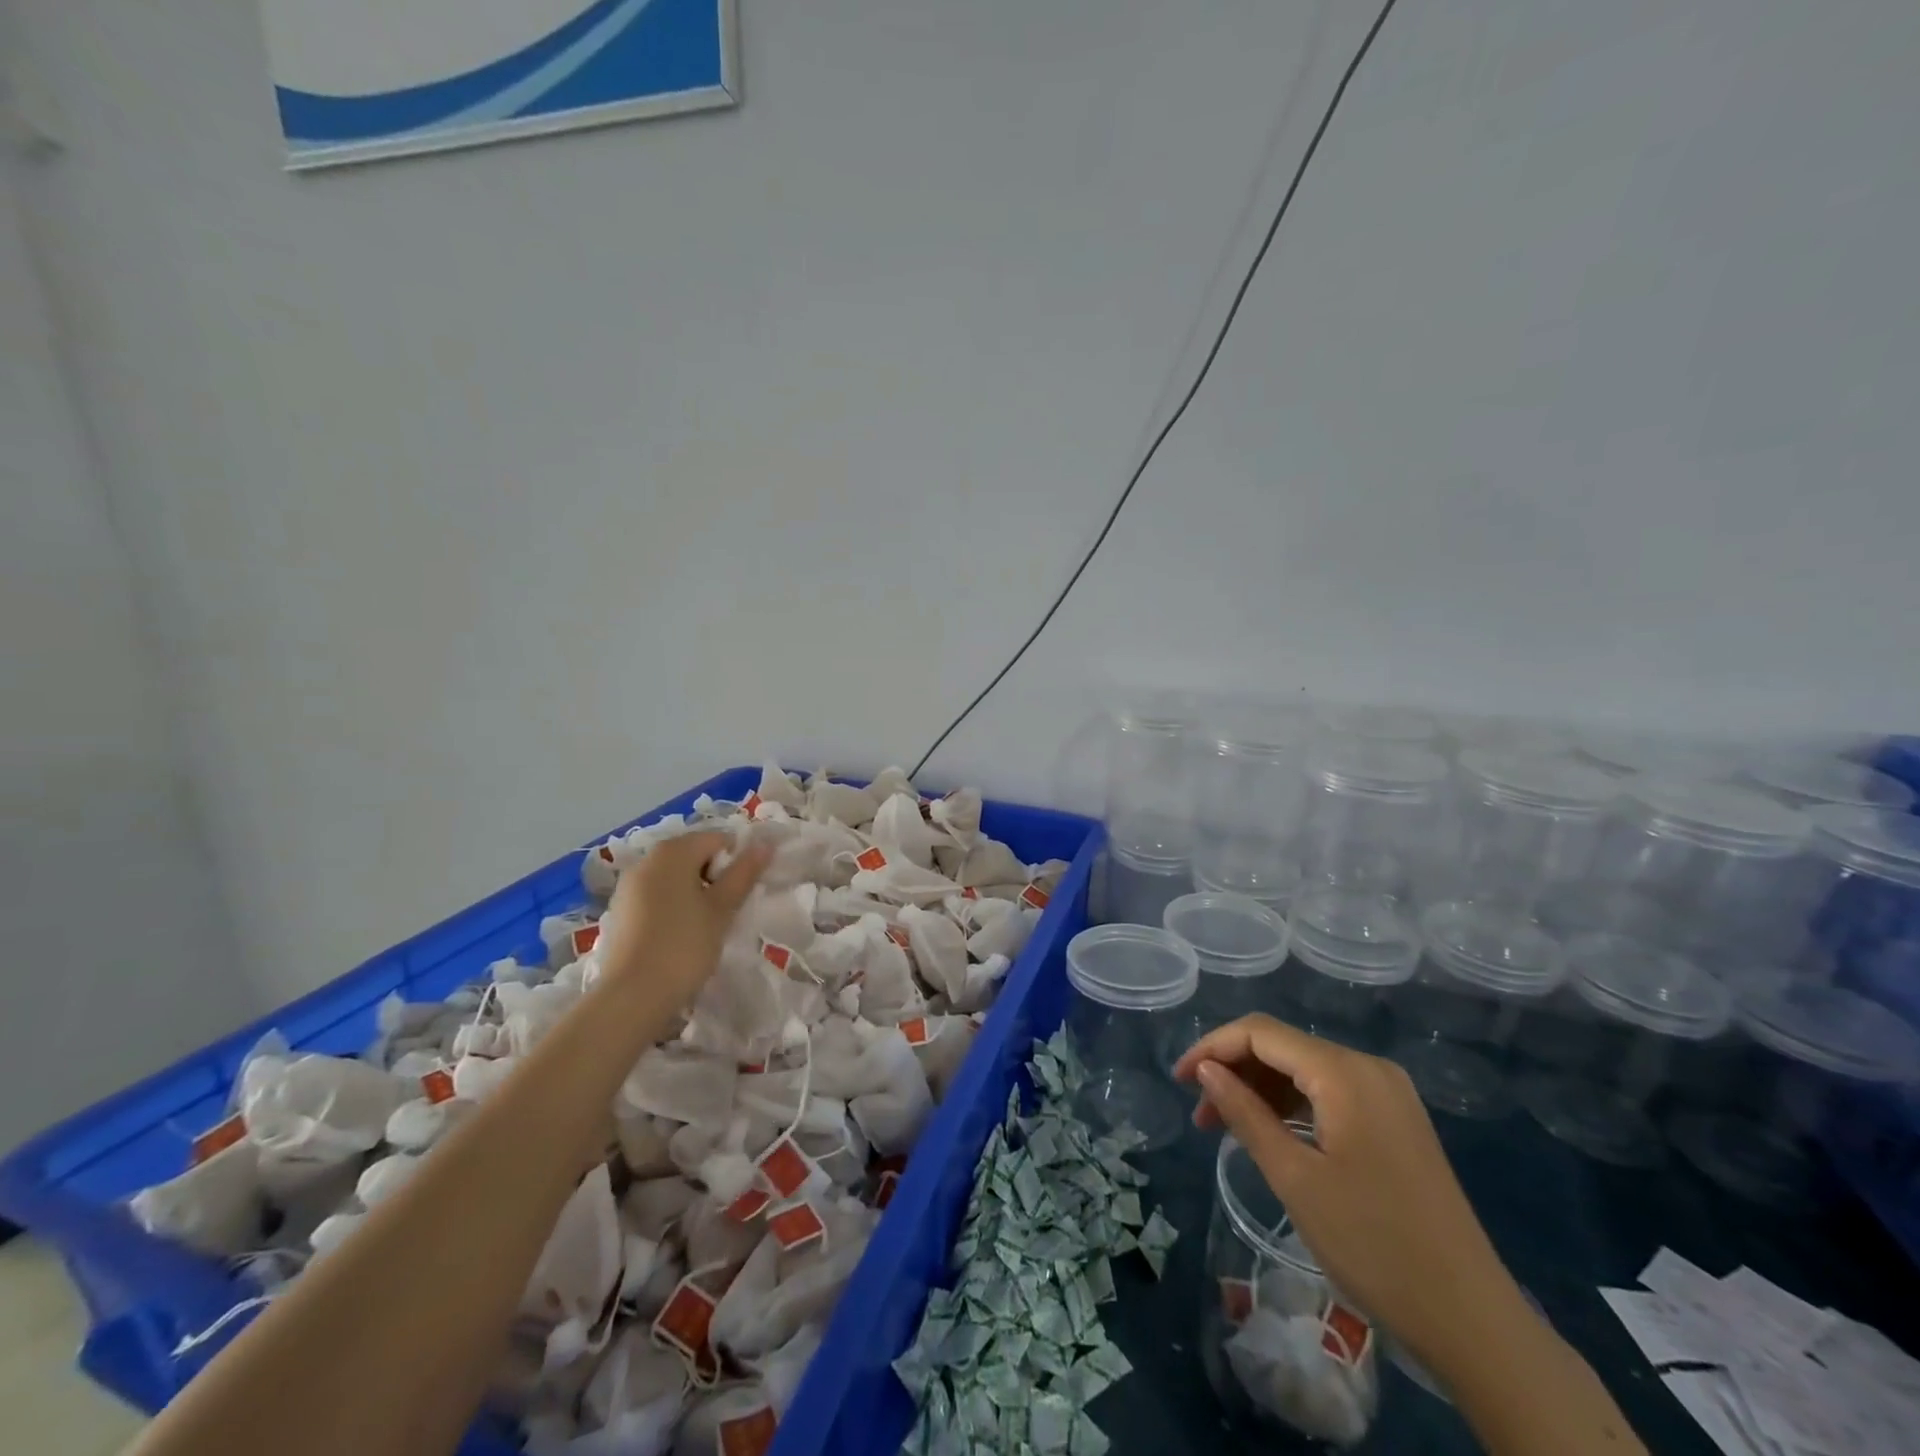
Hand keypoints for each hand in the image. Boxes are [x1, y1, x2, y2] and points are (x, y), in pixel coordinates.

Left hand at [594, 831, 769, 1006]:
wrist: (632, 996)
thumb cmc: (684, 946)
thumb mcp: (722, 909)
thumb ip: (744, 873)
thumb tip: (764, 844)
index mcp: (673, 852)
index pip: (717, 839)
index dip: (737, 861)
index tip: (742, 892)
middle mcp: (646, 860)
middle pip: (693, 854)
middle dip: (714, 876)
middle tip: (726, 909)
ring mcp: (628, 886)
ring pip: (673, 877)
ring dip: (694, 891)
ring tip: (704, 925)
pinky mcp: (619, 911)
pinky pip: (655, 895)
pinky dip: (672, 905)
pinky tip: (678, 935)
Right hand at [1173, 1015, 1531, 1379]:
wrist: (1473, 1320)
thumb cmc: (1373, 1245)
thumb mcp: (1294, 1178)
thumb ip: (1245, 1113)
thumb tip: (1206, 1070)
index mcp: (1345, 1072)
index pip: (1261, 1033)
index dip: (1212, 1047)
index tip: (1179, 1081)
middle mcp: (1369, 1067)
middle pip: (1284, 1047)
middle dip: (1234, 1070)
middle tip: (1199, 1112)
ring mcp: (1388, 1093)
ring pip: (1305, 1070)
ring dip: (1260, 1089)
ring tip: (1224, 1126)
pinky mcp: (1397, 1120)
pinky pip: (1330, 1093)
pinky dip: (1293, 1105)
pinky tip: (1272, 1133)